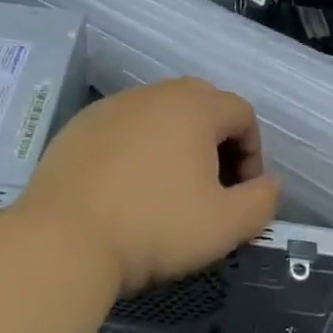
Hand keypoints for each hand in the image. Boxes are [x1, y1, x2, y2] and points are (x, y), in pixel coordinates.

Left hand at [17, 78, 280, 295]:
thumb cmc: (154, 227)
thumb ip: (262, 202)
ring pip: (159, 113)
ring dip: (175, 143)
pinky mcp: (80, 125)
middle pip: (201, 104)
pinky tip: (125, 189)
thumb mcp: (225, 226)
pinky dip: (136, 149)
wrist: (64, 238)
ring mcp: (112, 106)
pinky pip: (123, 127)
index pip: (241, 112)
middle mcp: (154, 94)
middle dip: (216, 141)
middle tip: (211, 186)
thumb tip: (269, 184)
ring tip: (167, 189)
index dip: (253, 152)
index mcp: (194, 107)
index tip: (242, 193)